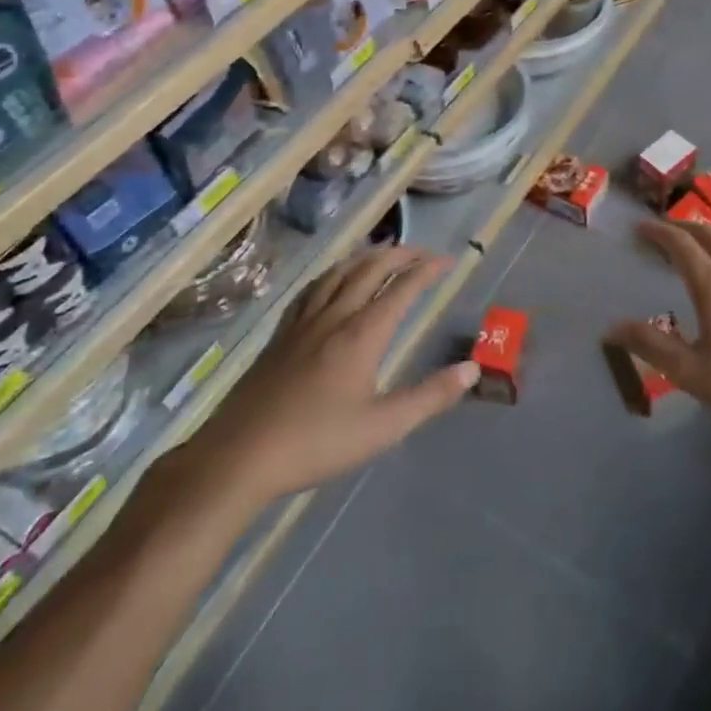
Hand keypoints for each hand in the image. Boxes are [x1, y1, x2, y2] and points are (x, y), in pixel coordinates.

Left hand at [180, 247, 478, 507]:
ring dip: (367, 256)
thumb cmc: (316, 443)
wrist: (238, 457)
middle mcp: (335, 316)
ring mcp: (303, 322)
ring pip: (339, 272)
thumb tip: (472, 369)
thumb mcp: (383, 427)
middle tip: (423, 253)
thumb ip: (430, 396)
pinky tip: (332, 281)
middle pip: (371, 268)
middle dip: (401, 254)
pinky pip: (313, 288)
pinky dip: (334, 273)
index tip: (449, 261)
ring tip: (383, 254)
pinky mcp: (280, 334)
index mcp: (362, 333)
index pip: (403, 287)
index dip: (428, 270)